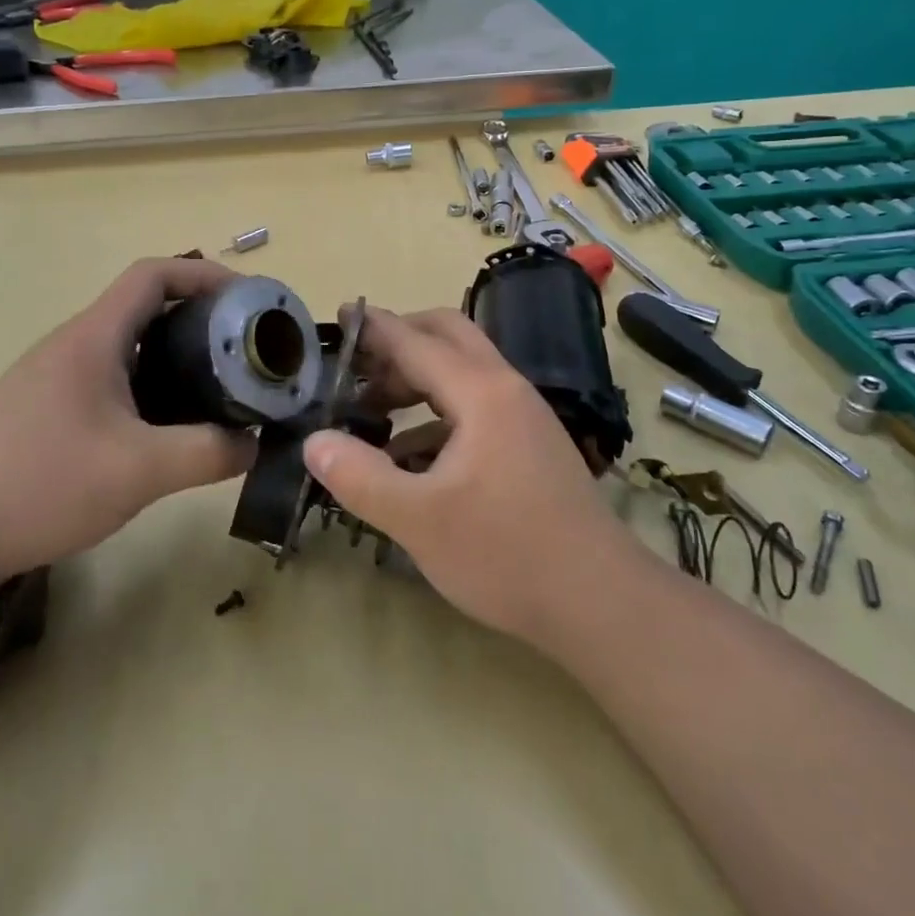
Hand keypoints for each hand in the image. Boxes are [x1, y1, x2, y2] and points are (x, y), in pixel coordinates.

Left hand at [0, 258, 258, 580]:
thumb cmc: (39, 484)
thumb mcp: (138, 471)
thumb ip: (207, 454)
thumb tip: (254, 444)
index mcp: (92, 339)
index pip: (153, 275)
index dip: (204, 275)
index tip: (247, 299)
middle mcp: (72, 347)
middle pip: (145, 309)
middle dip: (200, 321)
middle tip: (243, 353)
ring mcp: (53, 380)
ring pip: (128, 349)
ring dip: (175, 359)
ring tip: (216, 390)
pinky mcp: (44, 412)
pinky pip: (111, 382)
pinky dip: (149, 389)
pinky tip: (164, 431)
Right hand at [303, 306, 633, 643]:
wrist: (601, 601)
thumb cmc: (506, 554)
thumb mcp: (419, 520)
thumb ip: (360, 477)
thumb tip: (314, 441)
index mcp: (481, 393)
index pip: (416, 341)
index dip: (374, 327)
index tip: (339, 314)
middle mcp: (506, 390)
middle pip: (448, 337)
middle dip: (400, 341)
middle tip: (355, 366)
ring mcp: (524, 417)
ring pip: (463, 373)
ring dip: (417, 379)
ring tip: (371, 410)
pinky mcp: (530, 445)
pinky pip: (476, 408)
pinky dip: (437, 415)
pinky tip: (410, 457)